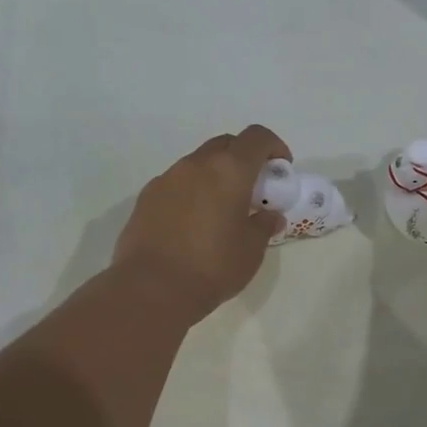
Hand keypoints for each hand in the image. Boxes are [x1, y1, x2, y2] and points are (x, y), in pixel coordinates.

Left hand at [112, 125, 290, 321]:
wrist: (151, 288)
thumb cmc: (212, 267)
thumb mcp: (251, 251)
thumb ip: (264, 226)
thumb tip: (270, 216)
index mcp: (229, 171)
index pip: (256, 138)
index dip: (274, 146)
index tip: (280, 168)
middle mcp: (195, 165)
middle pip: (225, 145)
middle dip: (243, 159)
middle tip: (252, 189)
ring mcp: (166, 179)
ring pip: (197, 164)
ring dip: (214, 176)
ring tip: (220, 209)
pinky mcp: (146, 198)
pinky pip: (176, 184)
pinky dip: (191, 192)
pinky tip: (191, 223)